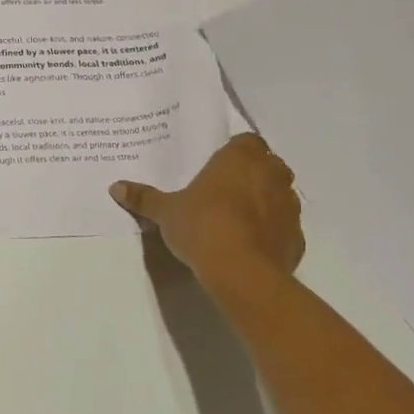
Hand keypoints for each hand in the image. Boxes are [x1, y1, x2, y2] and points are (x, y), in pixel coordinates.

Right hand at [110, 134, 304, 298]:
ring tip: (239, 216)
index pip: (247, 141)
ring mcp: (289, 207)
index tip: (219, 164)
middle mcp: (270, 175)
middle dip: (253, 172)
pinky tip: (251, 242)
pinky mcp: (297, 238)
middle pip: (268, 164)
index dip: (235, 151)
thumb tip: (115, 187)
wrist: (242, 273)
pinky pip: (285, 226)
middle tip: (226, 187)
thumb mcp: (165, 211)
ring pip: (281, 193)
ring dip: (266, 200)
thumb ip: (144, 197)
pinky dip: (272, 229)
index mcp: (240, 158)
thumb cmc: (202, 226)